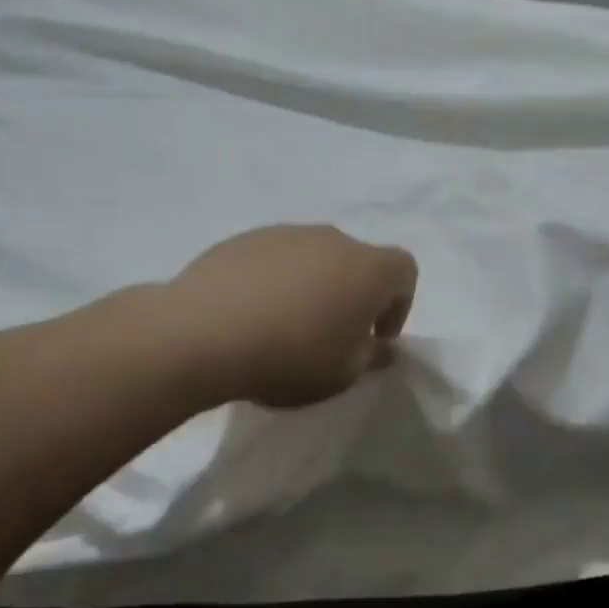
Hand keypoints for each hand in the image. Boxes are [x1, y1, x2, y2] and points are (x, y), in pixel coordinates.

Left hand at [164, 224, 418, 409]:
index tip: (374, 338)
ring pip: (314, 257)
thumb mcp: (343, 373)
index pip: (405, 270)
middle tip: (331, 335)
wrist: (203, 332)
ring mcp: (285, 233)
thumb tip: (380, 346)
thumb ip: (371, 356)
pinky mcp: (245, 239)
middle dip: (353, 295)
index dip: (398, 305)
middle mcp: (332, 239)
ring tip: (285, 326)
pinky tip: (250, 314)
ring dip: (313, 286)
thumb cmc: (291, 356)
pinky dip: (275, 281)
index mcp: (367, 267)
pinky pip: (275, 258)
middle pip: (357, 261)